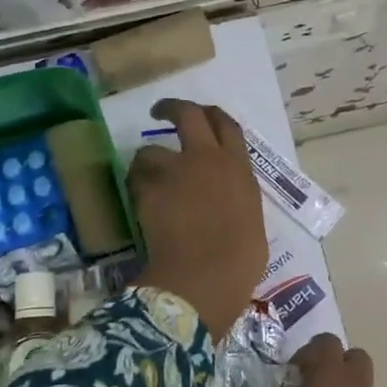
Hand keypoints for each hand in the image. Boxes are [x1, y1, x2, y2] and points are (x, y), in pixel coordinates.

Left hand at [128, 99, 266, 339]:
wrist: (205, 277)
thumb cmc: (240, 261)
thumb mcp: (251, 222)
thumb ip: (237, 201)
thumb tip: (227, 203)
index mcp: (238, 169)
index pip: (227, 126)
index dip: (212, 115)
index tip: (203, 114)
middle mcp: (207, 160)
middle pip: (188, 115)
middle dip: (172, 108)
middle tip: (160, 112)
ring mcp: (175, 172)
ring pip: (150, 151)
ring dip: (147, 163)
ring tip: (145, 181)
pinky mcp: (148, 189)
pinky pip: (135, 179)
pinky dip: (136, 187)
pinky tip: (139, 204)